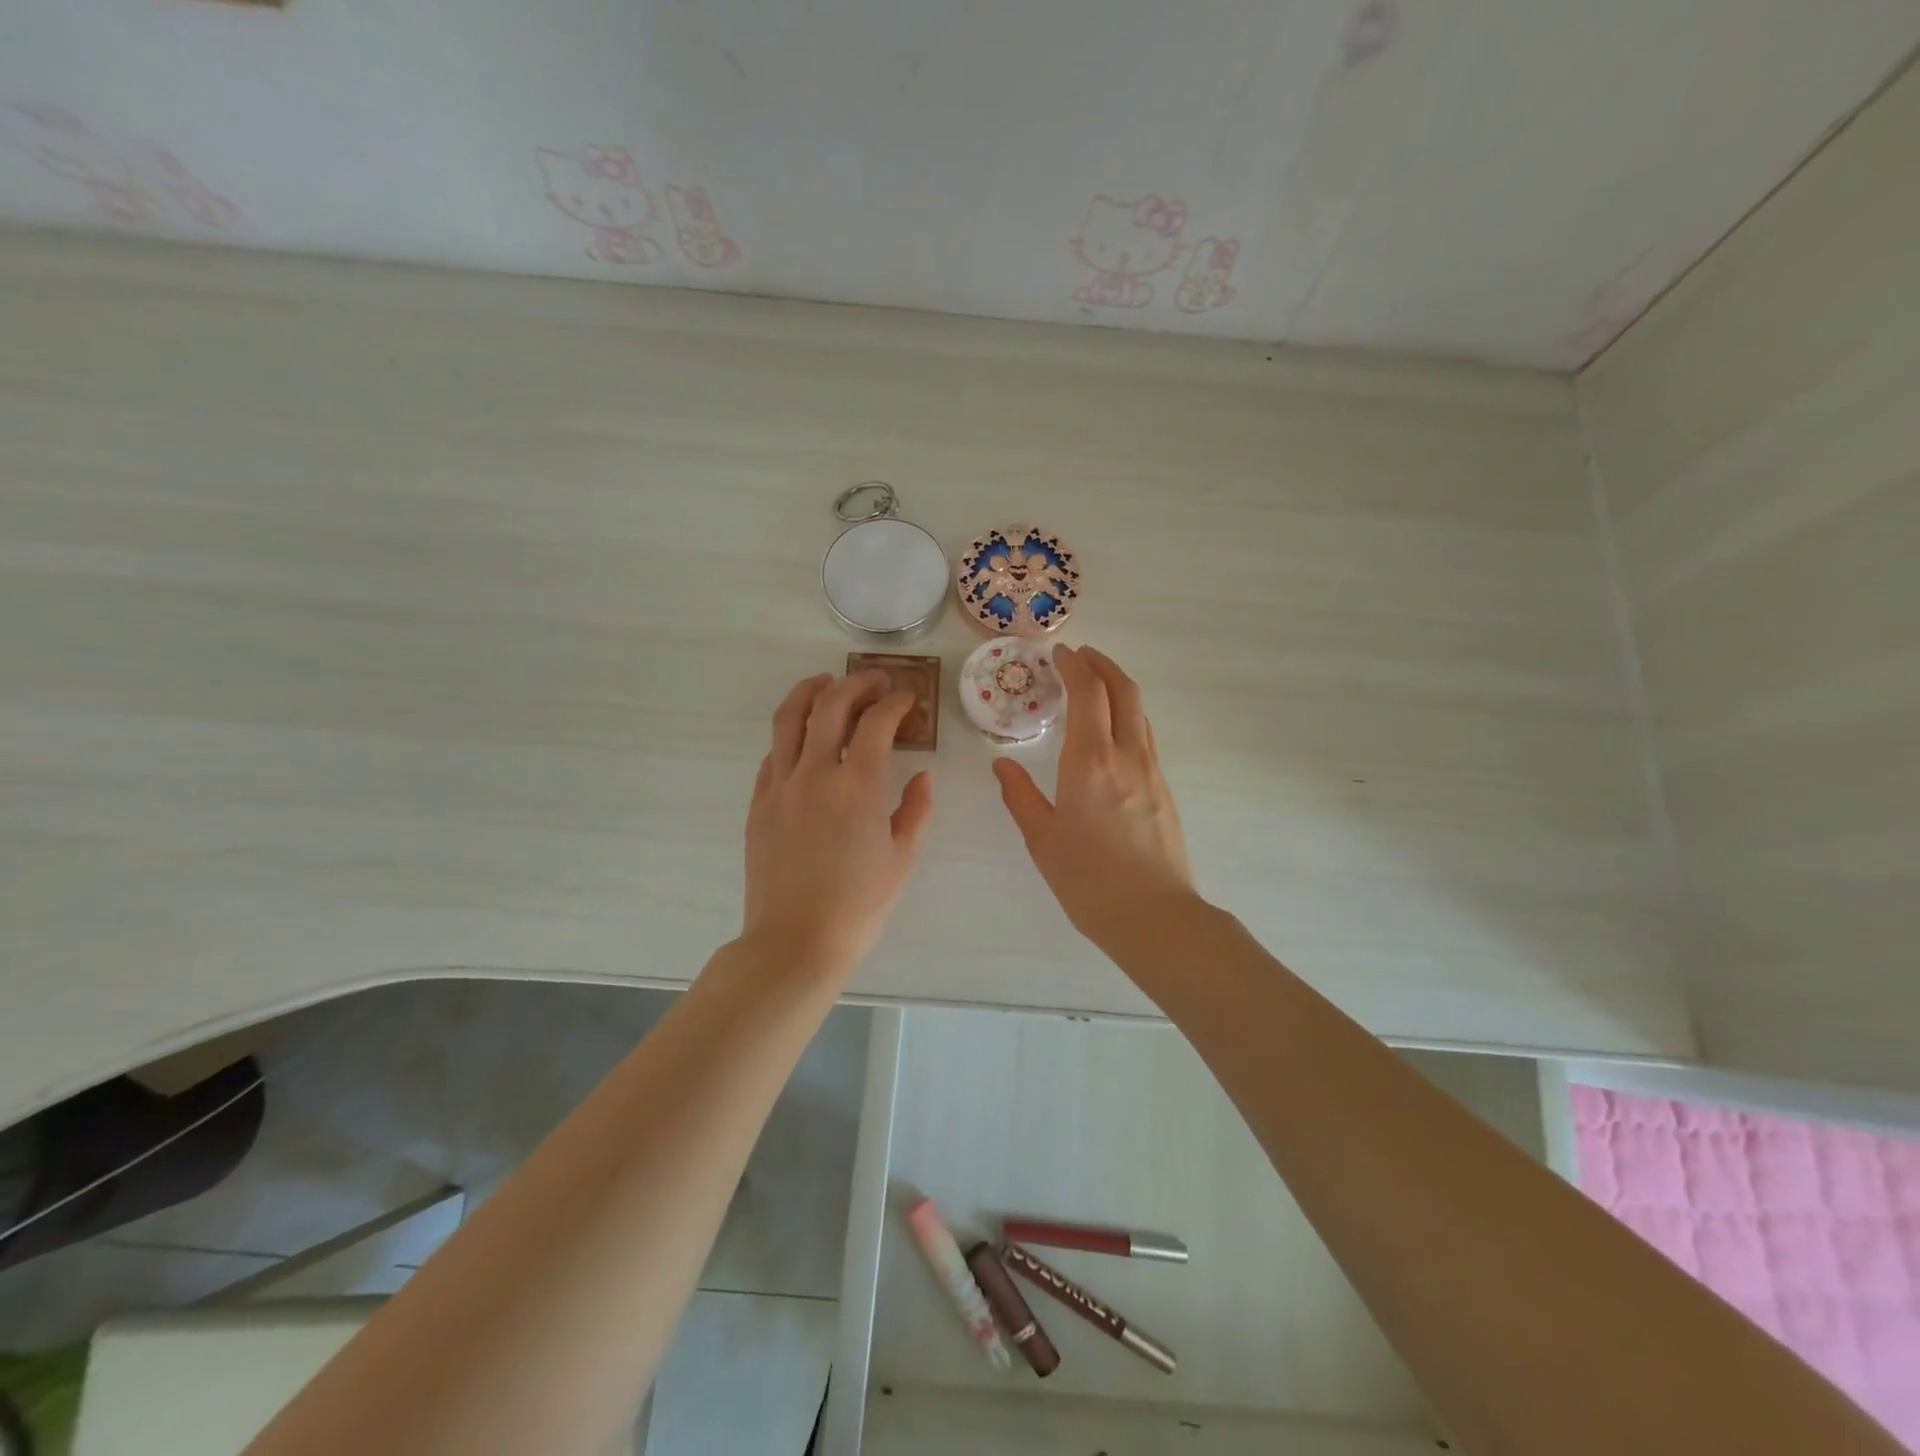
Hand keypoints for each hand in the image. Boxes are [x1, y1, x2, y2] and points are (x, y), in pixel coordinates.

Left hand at [742, 670, 934, 976]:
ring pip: (789, 718)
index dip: (895, 702)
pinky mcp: (759, 803)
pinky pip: (773, 754)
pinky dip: (791, 734)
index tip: (907, 699)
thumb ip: (916, 809)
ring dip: (810, 691)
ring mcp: (780, 786)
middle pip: (830, 704)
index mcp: (857, 786)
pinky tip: (803, 738)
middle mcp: (814, 774)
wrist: (795, 942)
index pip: (876, 722)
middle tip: (875, 682)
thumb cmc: (859, 905)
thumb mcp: (902, 858)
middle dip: (856, 684)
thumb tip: (924, 776)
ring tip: (826, 683)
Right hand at [993, 645, 1196, 950]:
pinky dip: (1128, 716)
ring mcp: (1152, 770)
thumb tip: (1002, 764)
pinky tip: (1112, 732)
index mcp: (1090, 761)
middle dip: (1103, 664)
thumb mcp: (1042, 839)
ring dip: (1118, 688)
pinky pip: (1145, 736)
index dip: (1075, 666)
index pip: (1088, 693)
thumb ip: (1020, 795)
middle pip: (1124, 690)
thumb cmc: (1088, 879)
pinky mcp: (1164, 789)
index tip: (1059, 654)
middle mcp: (1126, 755)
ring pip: (1140, 711)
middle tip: (1081, 656)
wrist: (1153, 915)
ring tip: (1096, 687)